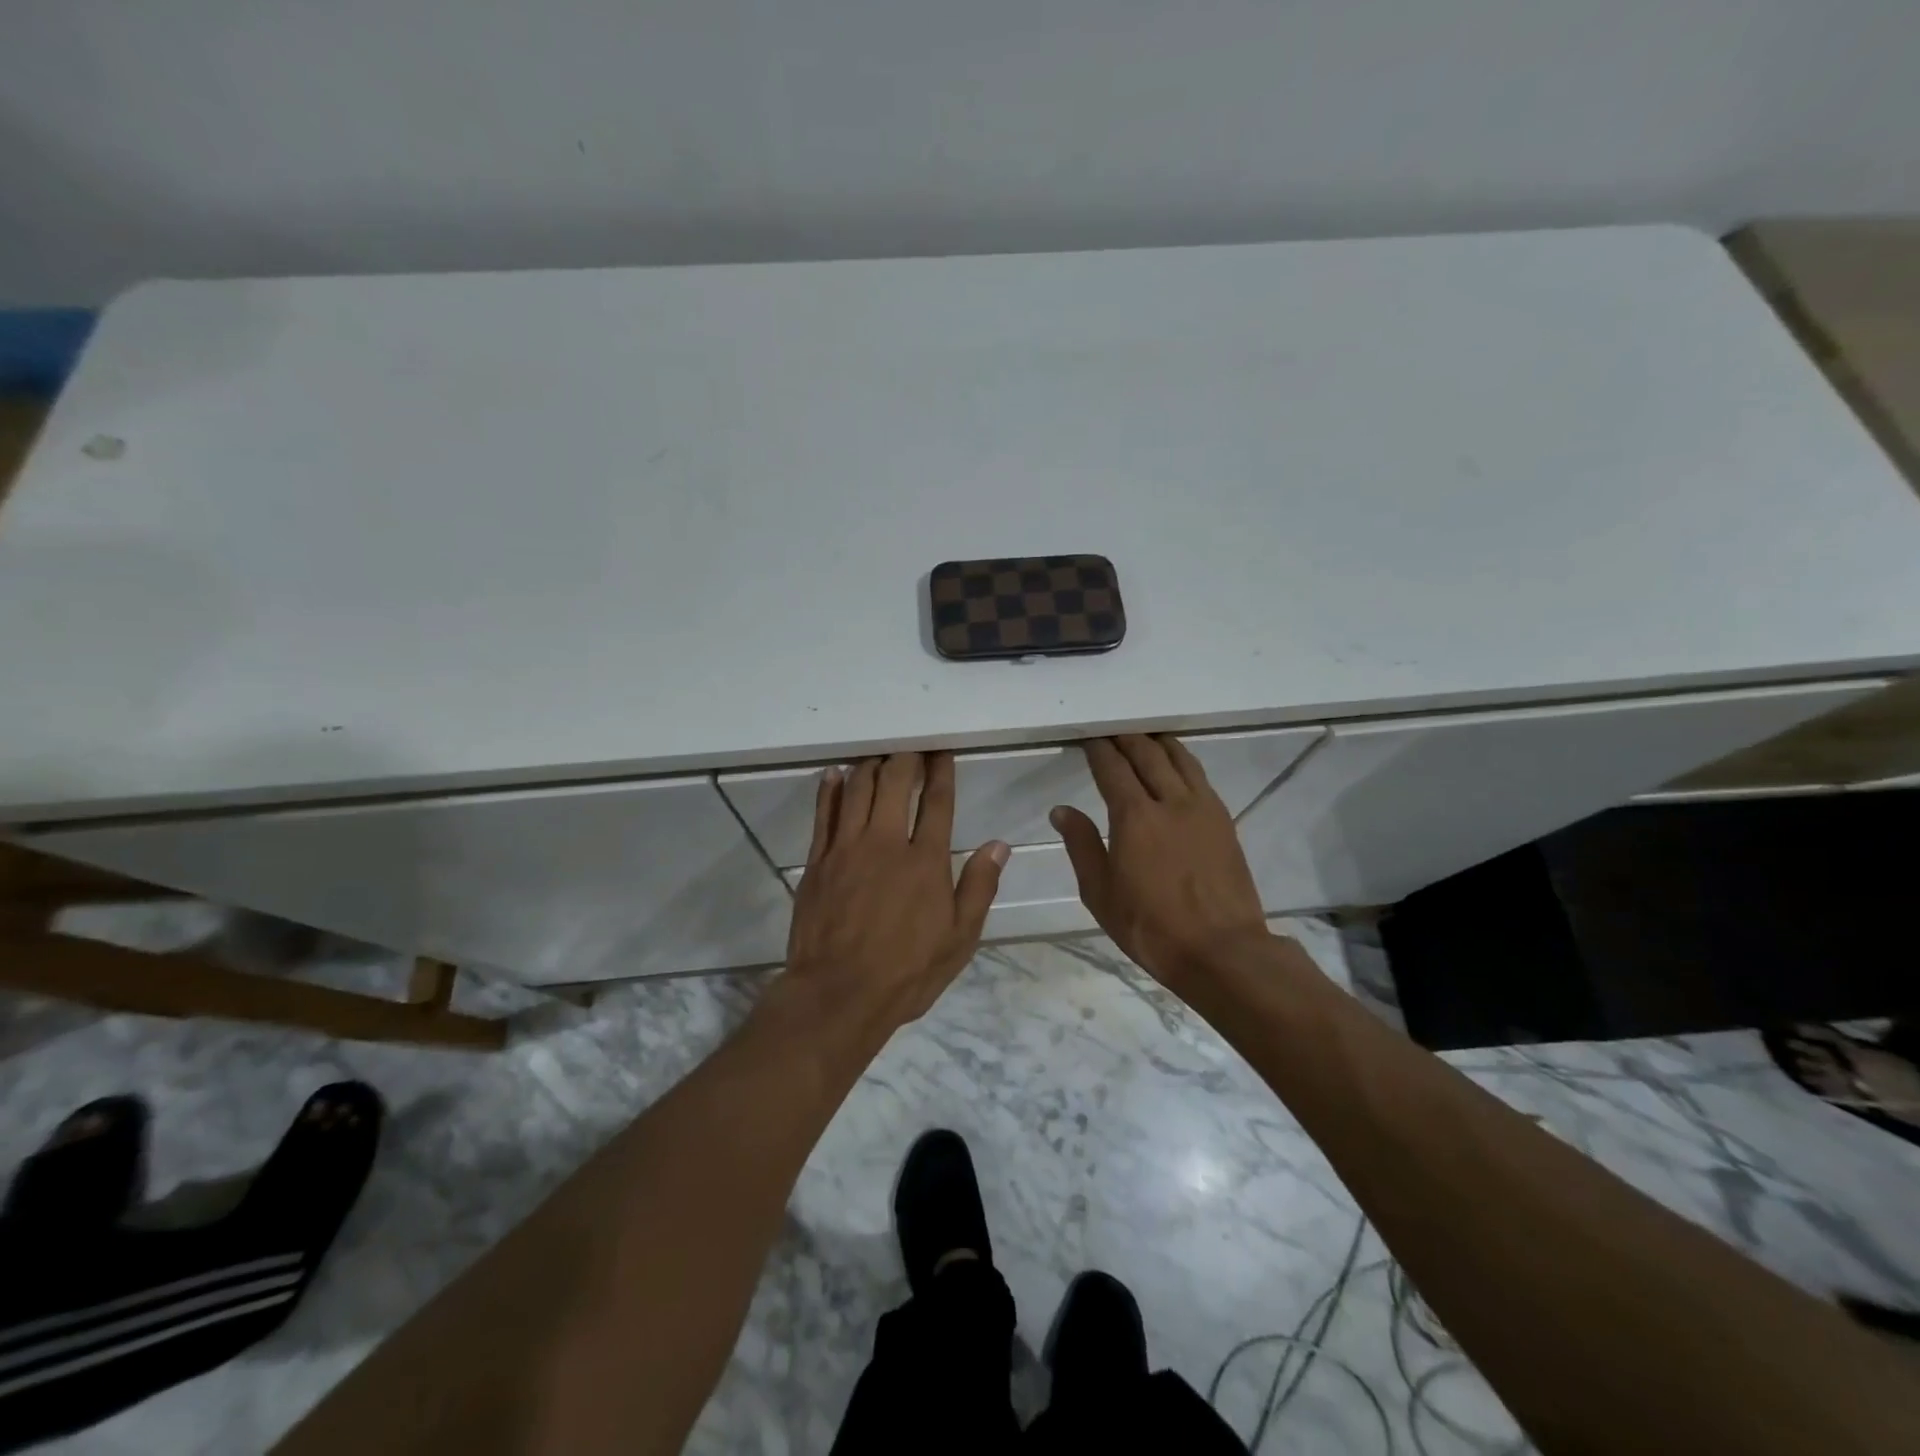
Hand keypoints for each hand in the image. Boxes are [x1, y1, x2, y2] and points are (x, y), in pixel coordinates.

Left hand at [782, 752, 1007, 1032]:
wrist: (838, 994)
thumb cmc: (907, 971)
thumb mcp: (959, 939)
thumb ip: (979, 888)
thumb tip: (998, 845)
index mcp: (926, 861)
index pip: (937, 802)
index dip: (941, 772)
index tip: (942, 752)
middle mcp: (886, 843)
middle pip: (894, 783)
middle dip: (905, 758)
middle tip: (911, 747)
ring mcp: (847, 848)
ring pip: (858, 790)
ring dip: (870, 766)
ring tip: (879, 755)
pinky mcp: (818, 861)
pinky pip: (823, 814)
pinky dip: (830, 789)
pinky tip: (835, 774)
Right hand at [1052, 735, 1270, 988]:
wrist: (1222, 950)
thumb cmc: (1151, 927)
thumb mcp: (1100, 893)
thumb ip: (1082, 845)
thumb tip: (1061, 810)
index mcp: (1134, 817)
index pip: (1112, 768)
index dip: (1098, 750)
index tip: (1089, 739)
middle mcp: (1170, 801)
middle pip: (1147, 754)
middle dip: (1127, 738)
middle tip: (1112, 730)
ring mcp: (1202, 808)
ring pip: (1179, 759)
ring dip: (1158, 742)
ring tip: (1145, 736)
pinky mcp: (1224, 820)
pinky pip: (1200, 776)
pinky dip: (1183, 760)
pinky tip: (1177, 765)